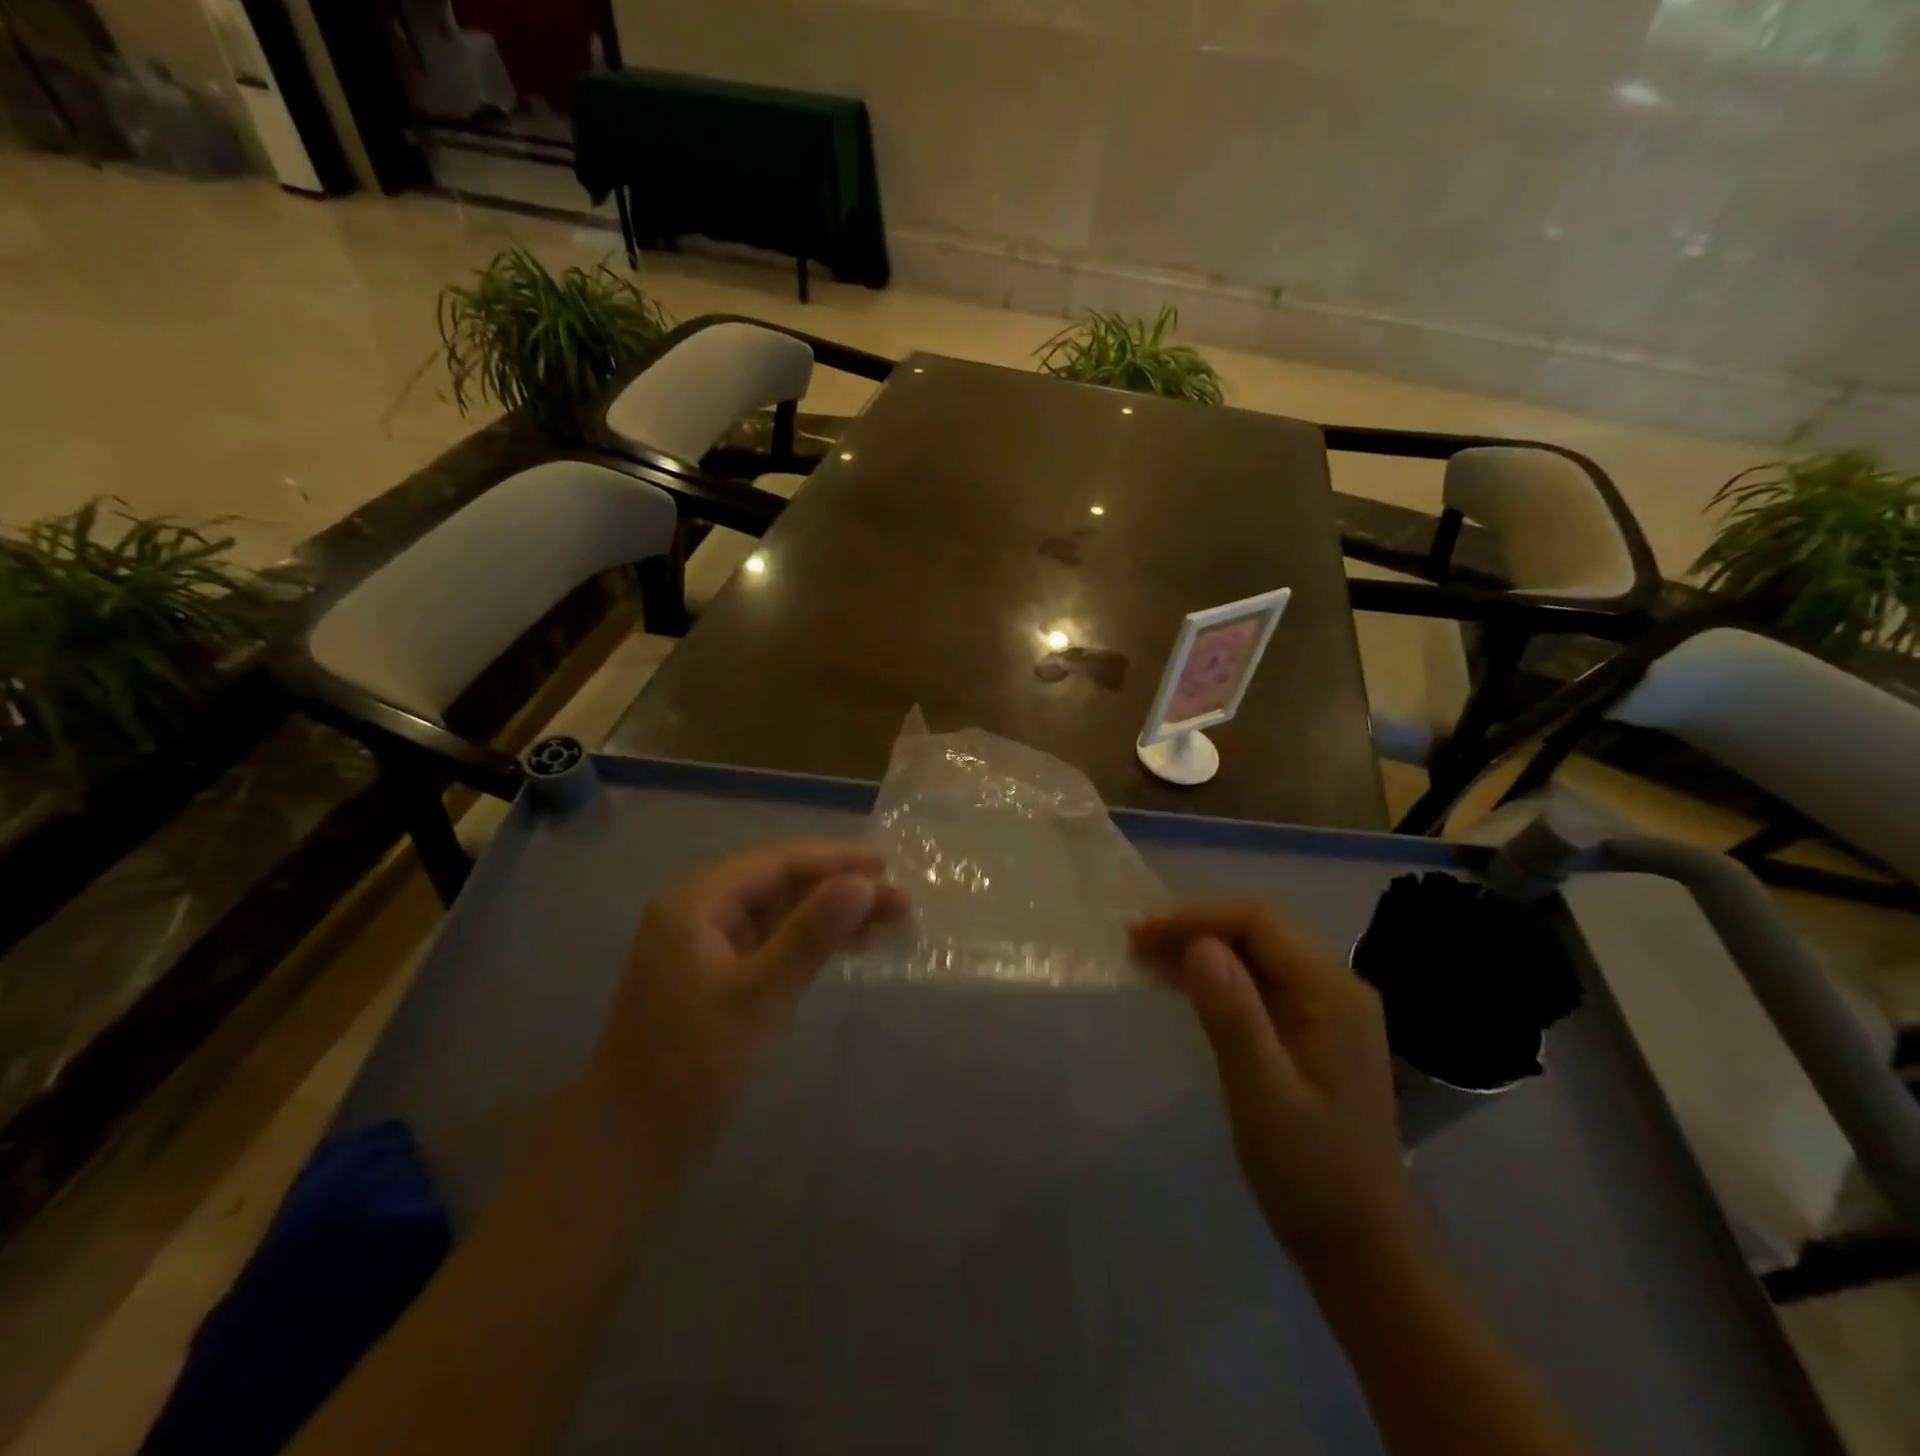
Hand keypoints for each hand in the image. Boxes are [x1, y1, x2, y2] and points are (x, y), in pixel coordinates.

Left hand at [586, 840, 907, 1195]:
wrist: (630, 1146)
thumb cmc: (691, 1066)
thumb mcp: (759, 996)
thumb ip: (811, 934)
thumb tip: (862, 883)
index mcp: (698, 903)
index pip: (777, 862)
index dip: (836, 860)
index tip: (888, 867)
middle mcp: (701, 912)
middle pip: (783, 885)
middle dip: (841, 889)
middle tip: (900, 902)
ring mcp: (709, 945)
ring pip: (783, 913)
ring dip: (833, 915)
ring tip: (890, 921)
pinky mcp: (720, 976)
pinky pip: (775, 942)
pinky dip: (812, 942)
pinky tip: (851, 947)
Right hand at [1131, 900, 1417, 1270]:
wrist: (1363, 1247)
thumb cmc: (1312, 1174)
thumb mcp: (1263, 1097)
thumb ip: (1233, 1017)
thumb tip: (1198, 946)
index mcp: (1333, 994)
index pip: (1259, 923)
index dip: (1197, 917)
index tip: (1144, 933)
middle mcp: (1334, 988)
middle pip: (1257, 931)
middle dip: (1194, 928)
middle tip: (1135, 943)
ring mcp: (1324, 1009)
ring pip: (1253, 954)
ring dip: (1199, 948)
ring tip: (1144, 955)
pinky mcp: (1308, 1030)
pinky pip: (1256, 983)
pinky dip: (1214, 976)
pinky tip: (1177, 983)